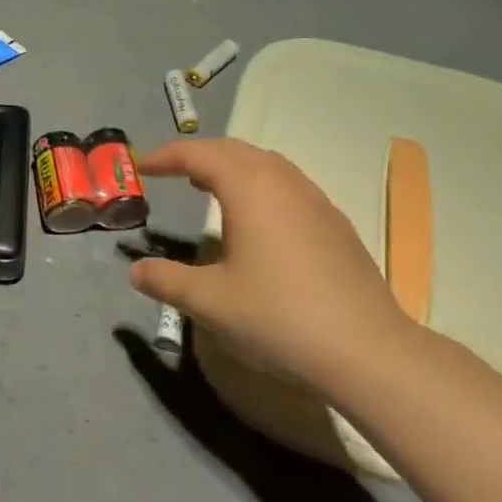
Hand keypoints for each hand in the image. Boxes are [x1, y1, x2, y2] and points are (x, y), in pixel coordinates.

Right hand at [127, 138, 403, 385]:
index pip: (199, 155)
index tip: (141, 167)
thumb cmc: (278, 318)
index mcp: (250, 188)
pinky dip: (260, 186)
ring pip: (267, 164)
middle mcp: (284, 183)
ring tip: (209, 188)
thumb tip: (136, 270)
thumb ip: (166, 280)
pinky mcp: (336, 225)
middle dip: (198, 155)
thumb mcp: (209, 302)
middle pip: (234, 150)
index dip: (166, 156)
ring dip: (232, 167)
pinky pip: (289, 186)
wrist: (366, 351)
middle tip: (171, 173)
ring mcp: (316, 201)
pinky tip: (258, 221)